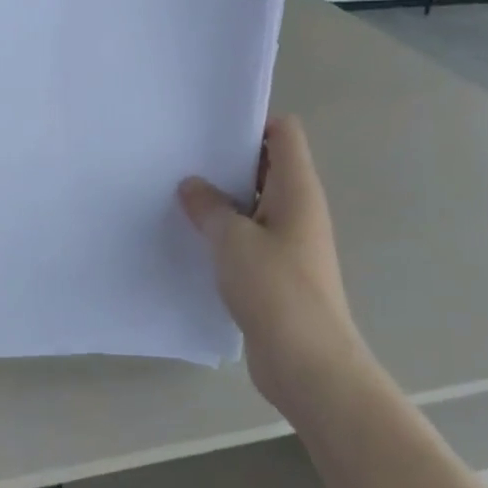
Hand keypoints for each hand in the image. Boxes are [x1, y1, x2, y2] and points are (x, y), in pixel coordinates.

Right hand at [178, 116, 366, 414]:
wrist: (308, 364)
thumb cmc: (275, 289)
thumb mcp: (231, 240)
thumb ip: (208, 206)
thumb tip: (192, 185)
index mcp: (297, 189)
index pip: (283, 133)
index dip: (251, 123)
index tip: (209, 130)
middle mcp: (299, 209)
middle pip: (267, 166)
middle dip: (227, 161)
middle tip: (183, 159)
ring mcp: (290, 242)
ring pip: (255, 204)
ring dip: (223, 200)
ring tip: (179, 195)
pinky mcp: (278, 272)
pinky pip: (249, 237)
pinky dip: (225, 232)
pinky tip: (193, 237)